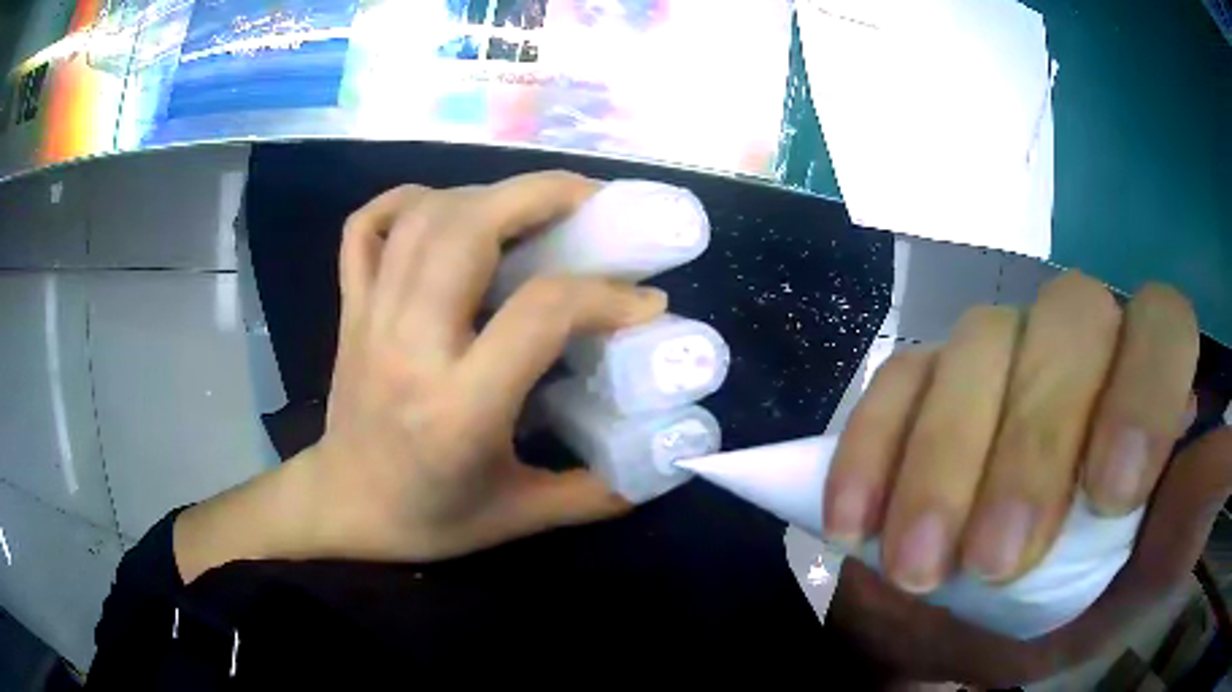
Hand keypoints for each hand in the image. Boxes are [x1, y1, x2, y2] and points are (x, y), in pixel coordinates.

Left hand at [175, 172, 666, 579]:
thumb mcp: (520, 517)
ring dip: (486, 193)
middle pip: (469, 230)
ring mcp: (371, 318)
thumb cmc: (428, 518)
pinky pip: (366, 229)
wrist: (344, 508)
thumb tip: (661, 460)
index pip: (540, 312)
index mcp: (459, 409)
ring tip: (533, 204)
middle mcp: (409, 346)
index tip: (645, 299)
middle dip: (541, 195)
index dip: (604, 294)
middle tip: (592, 201)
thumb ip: (595, 493)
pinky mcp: (351, 308)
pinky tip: (444, 206)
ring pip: (423, 218)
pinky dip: (406, 201)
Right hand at [822, 272, 1231, 683]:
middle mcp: (1076, 350)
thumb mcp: (1141, 579)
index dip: (1144, 387)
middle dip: (1033, 442)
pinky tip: (856, 525)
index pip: (1160, 322)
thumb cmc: (1072, 609)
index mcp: (1142, 386)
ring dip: (945, 464)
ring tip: (919, 568)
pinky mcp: (917, 387)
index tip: (1110, 494)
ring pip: (975, 349)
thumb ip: (1191, 514)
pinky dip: (872, 452)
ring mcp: (993, 359)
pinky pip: (893, 387)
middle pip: (1065, 324)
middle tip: (996, 560)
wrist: (968, 629)